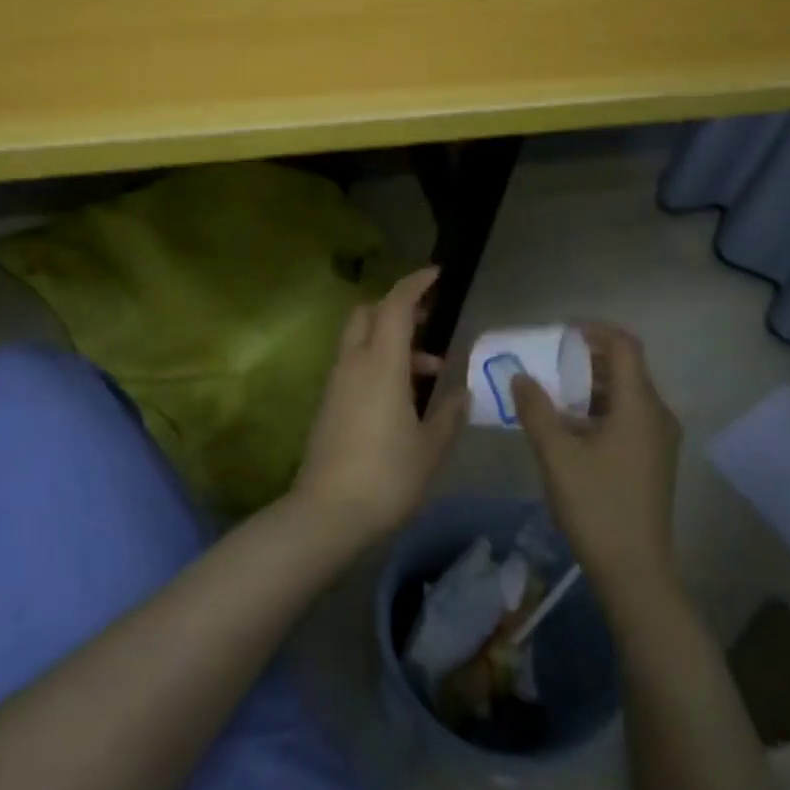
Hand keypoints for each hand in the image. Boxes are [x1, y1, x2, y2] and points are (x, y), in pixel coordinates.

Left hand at [293, 267, 467, 540]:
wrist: (327, 513)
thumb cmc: (387, 476)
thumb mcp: (431, 447)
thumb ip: (449, 414)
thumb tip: (462, 393)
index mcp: (381, 364)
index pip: (395, 305)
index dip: (416, 284)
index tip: (438, 275)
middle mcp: (353, 364)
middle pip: (369, 314)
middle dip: (399, 308)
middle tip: (430, 322)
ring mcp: (336, 383)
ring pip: (361, 341)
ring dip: (393, 342)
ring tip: (431, 371)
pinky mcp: (328, 404)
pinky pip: (355, 366)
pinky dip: (379, 363)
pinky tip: (403, 397)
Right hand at [512, 324, 681, 598]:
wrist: (634, 570)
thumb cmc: (596, 505)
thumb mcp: (557, 455)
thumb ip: (536, 409)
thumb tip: (520, 376)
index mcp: (640, 406)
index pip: (624, 346)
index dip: (592, 331)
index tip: (557, 334)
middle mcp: (657, 415)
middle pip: (624, 369)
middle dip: (583, 359)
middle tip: (544, 361)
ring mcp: (657, 440)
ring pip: (623, 395)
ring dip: (587, 386)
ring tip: (548, 392)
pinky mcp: (651, 460)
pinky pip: (625, 417)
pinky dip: (596, 410)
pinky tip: (566, 426)